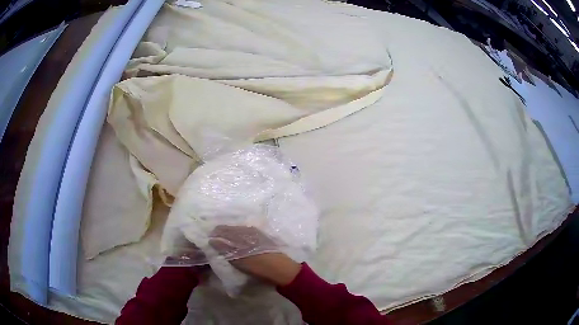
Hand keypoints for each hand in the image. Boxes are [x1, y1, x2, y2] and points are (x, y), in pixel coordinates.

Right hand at [209, 226, 300, 285]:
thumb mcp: (238, 258)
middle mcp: (248, 230)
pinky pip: (245, 237)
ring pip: (238, 233)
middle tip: (214, 244)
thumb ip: (224, 248)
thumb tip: (212, 240)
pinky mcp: (262, 240)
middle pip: (230, 229)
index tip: (209, 240)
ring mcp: (256, 234)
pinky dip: (238, 240)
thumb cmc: (258, 265)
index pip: (223, 229)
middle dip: (221, 235)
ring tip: (224, 246)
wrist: (281, 269)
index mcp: (242, 232)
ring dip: (229, 238)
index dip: (215, 234)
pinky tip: (237, 247)